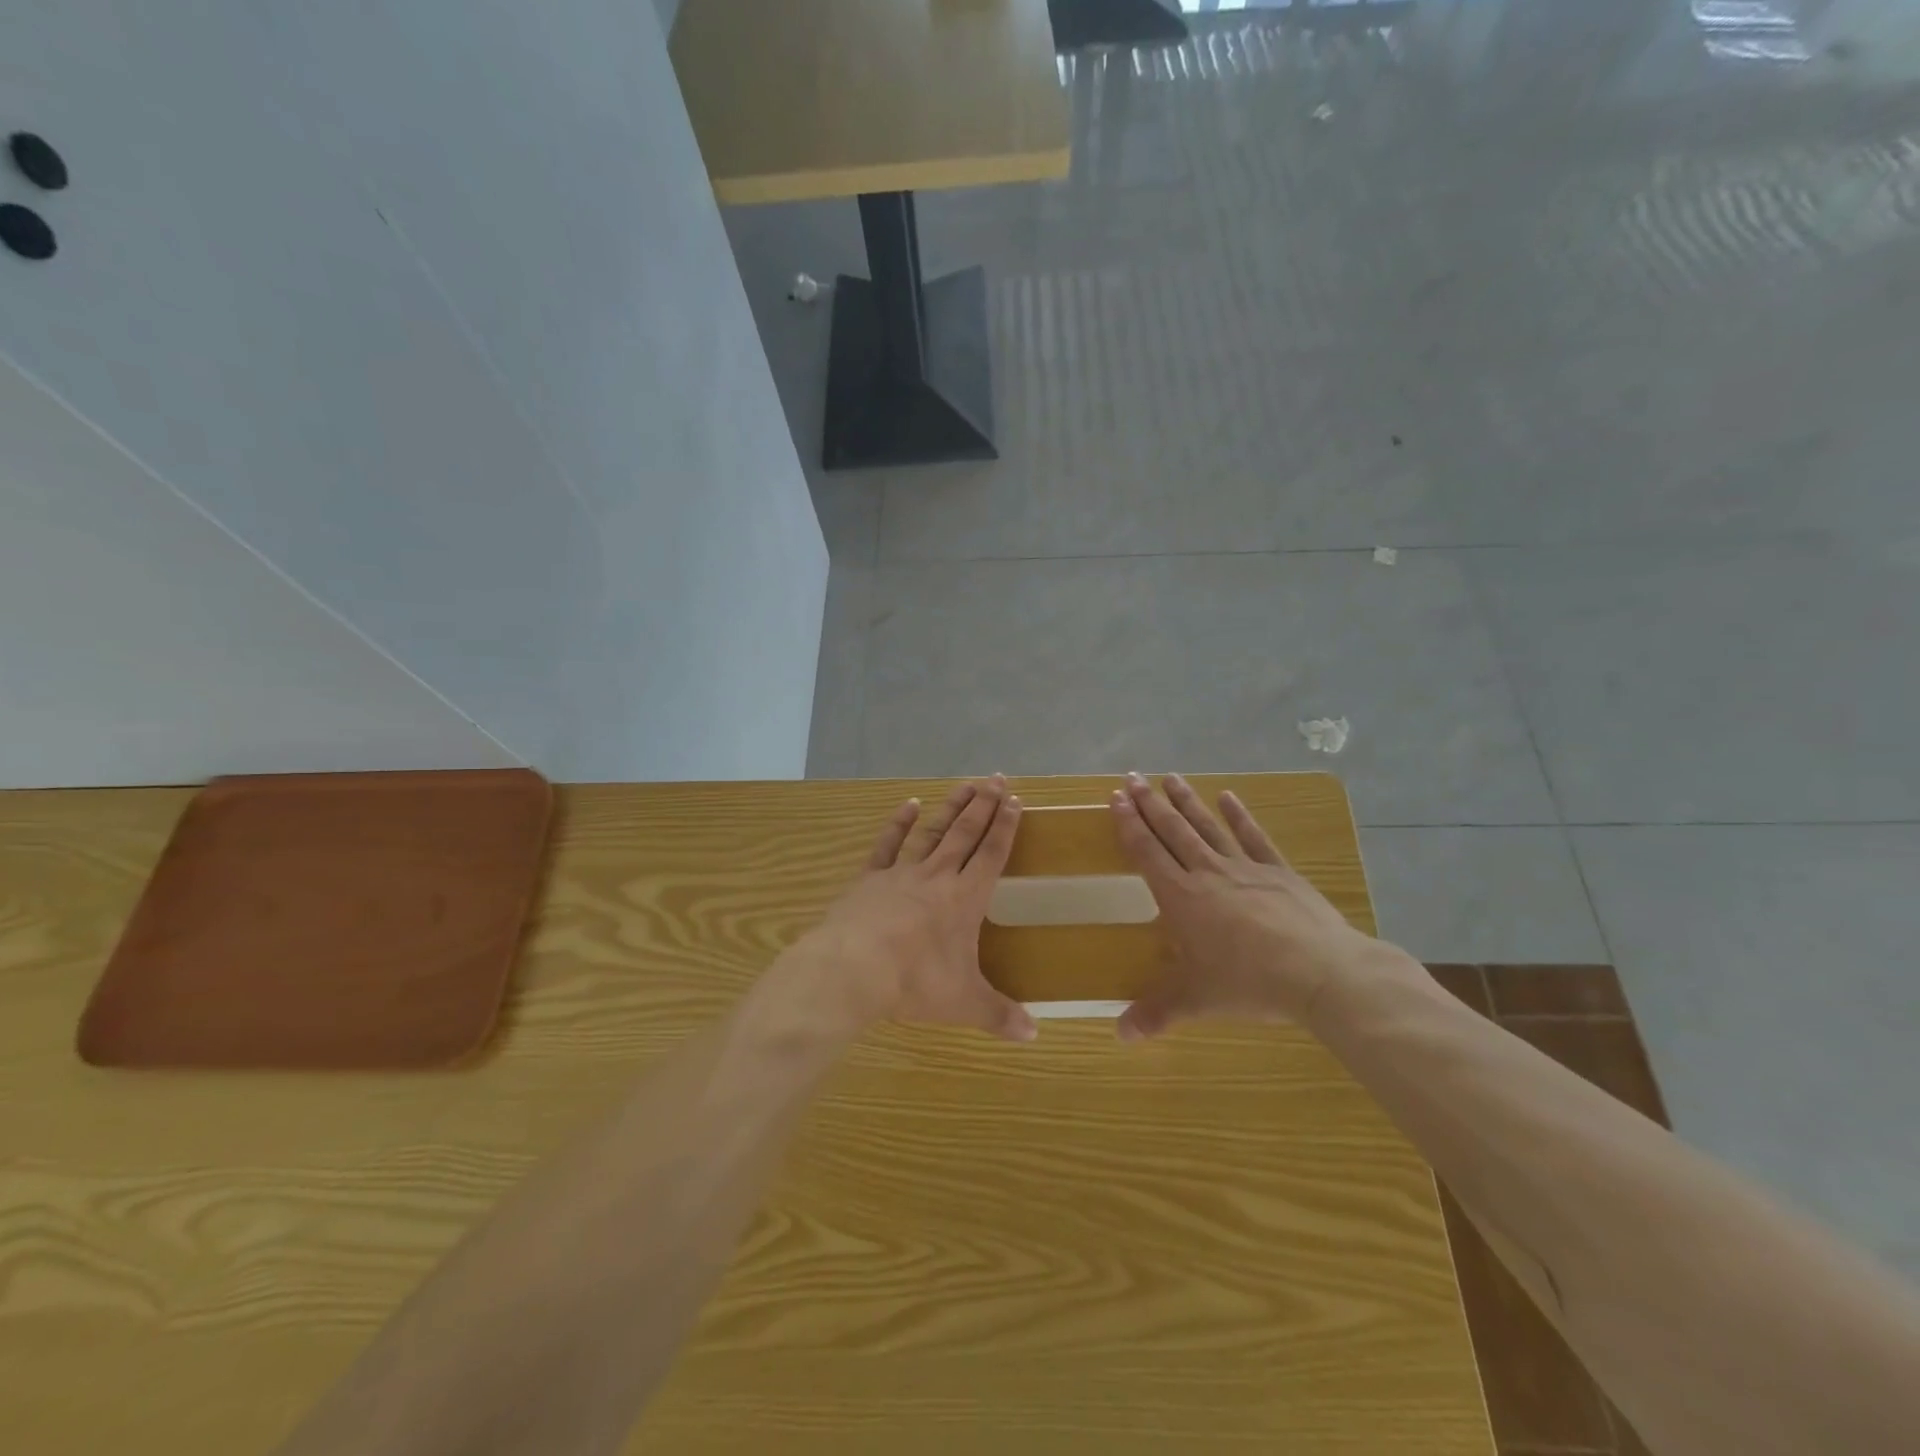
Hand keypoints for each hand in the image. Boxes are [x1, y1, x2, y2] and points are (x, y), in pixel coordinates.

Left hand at [791, 776, 1036, 1042]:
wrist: (852, 969)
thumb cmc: (914, 982)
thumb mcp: (964, 1003)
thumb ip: (1000, 1016)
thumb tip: (1034, 1035)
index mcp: (965, 899)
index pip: (992, 854)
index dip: (1005, 827)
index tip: (1014, 801)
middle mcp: (937, 876)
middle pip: (965, 833)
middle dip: (983, 805)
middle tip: (996, 778)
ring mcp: (902, 873)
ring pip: (932, 831)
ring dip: (950, 807)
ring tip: (965, 784)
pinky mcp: (870, 877)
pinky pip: (888, 844)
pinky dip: (899, 823)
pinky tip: (908, 804)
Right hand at [1111, 772, 1394, 1039]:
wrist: (1320, 972)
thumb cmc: (1249, 983)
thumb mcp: (1197, 1000)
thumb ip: (1157, 1013)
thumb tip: (1121, 1036)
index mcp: (1181, 898)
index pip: (1147, 853)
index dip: (1129, 825)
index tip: (1116, 799)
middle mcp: (1207, 873)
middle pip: (1172, 831)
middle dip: (1149, 803)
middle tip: (1131, 777)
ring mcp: (1244, 868)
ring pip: (1207, 826)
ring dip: (1186, 800)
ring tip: (1169, 776)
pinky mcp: (1278, 871)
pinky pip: (1253, 837)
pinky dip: (1239, 815)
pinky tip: (1228, 796)